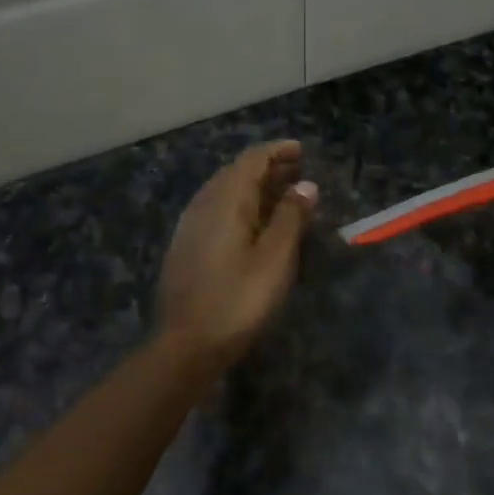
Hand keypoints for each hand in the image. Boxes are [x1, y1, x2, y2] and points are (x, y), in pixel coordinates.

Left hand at [157, 140, 316, 370]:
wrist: (187, 345)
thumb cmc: (239, 299)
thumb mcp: (276, 257)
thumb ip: (291, 217)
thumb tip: (306, 184)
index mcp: (226, 201)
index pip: (251, 160)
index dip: (276, 151)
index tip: (300, 150)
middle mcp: (204, 205)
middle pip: (236, 173)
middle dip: (267, 167)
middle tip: (297, 170)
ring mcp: (191, 227)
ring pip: (224, 192)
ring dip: (254, 187)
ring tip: (281, 194)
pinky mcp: (186, 248)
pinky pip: (216, 211)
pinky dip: (240, 206)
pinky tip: (253, 224)